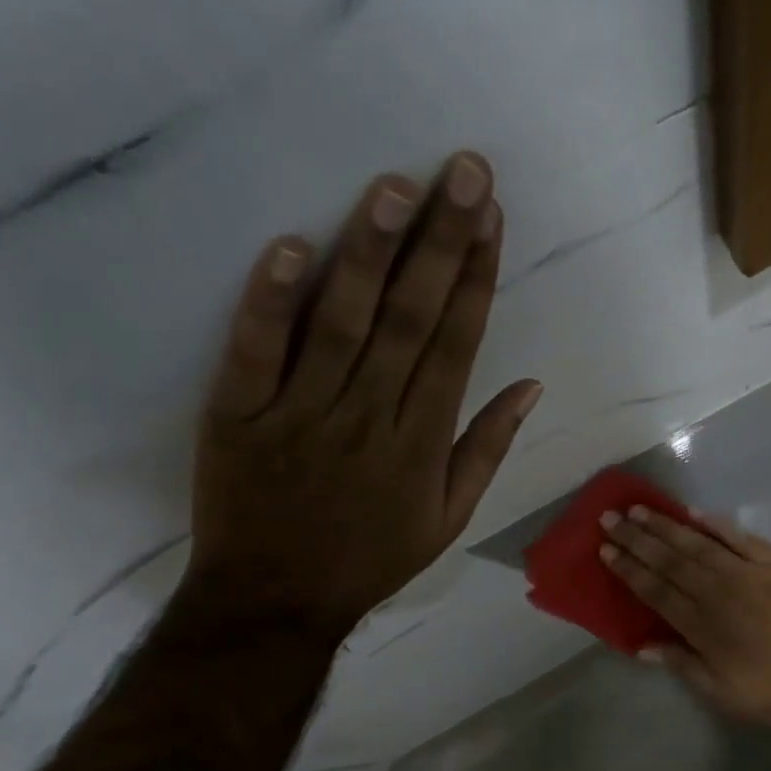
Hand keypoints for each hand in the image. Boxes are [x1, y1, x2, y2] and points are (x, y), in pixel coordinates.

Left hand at [186, 151, 542, 640]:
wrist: (274, 600)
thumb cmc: (370, 556)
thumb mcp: (449, 517)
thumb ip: (488, 448)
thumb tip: (532, 386)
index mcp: (422, 438)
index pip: (457, 342)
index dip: (477, 275)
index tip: (491, 215)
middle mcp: (370, 414)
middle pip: (412, 317)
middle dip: (441, 240)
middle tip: (462, 170)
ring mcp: (302, 410)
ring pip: (343, 322)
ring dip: (369, 252)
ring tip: (395, 187)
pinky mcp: (238, 413)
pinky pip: (257, 351)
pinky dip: (272, 300)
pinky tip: (291, 246)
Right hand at [599, 507, 770, 732]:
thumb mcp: (726, 693)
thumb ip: (684, 664)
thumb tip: (643, 645)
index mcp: (703, 625)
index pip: (655, 590)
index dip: (629, 569)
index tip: (606, 549)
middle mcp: (719, 590)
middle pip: (670, 559)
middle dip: (637, 539)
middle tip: (611, 518)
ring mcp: (749, 571)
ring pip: (698, 543)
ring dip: (666, 526)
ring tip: (640, 509)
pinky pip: (740, 537)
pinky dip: (716, 523)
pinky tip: (694, 512)